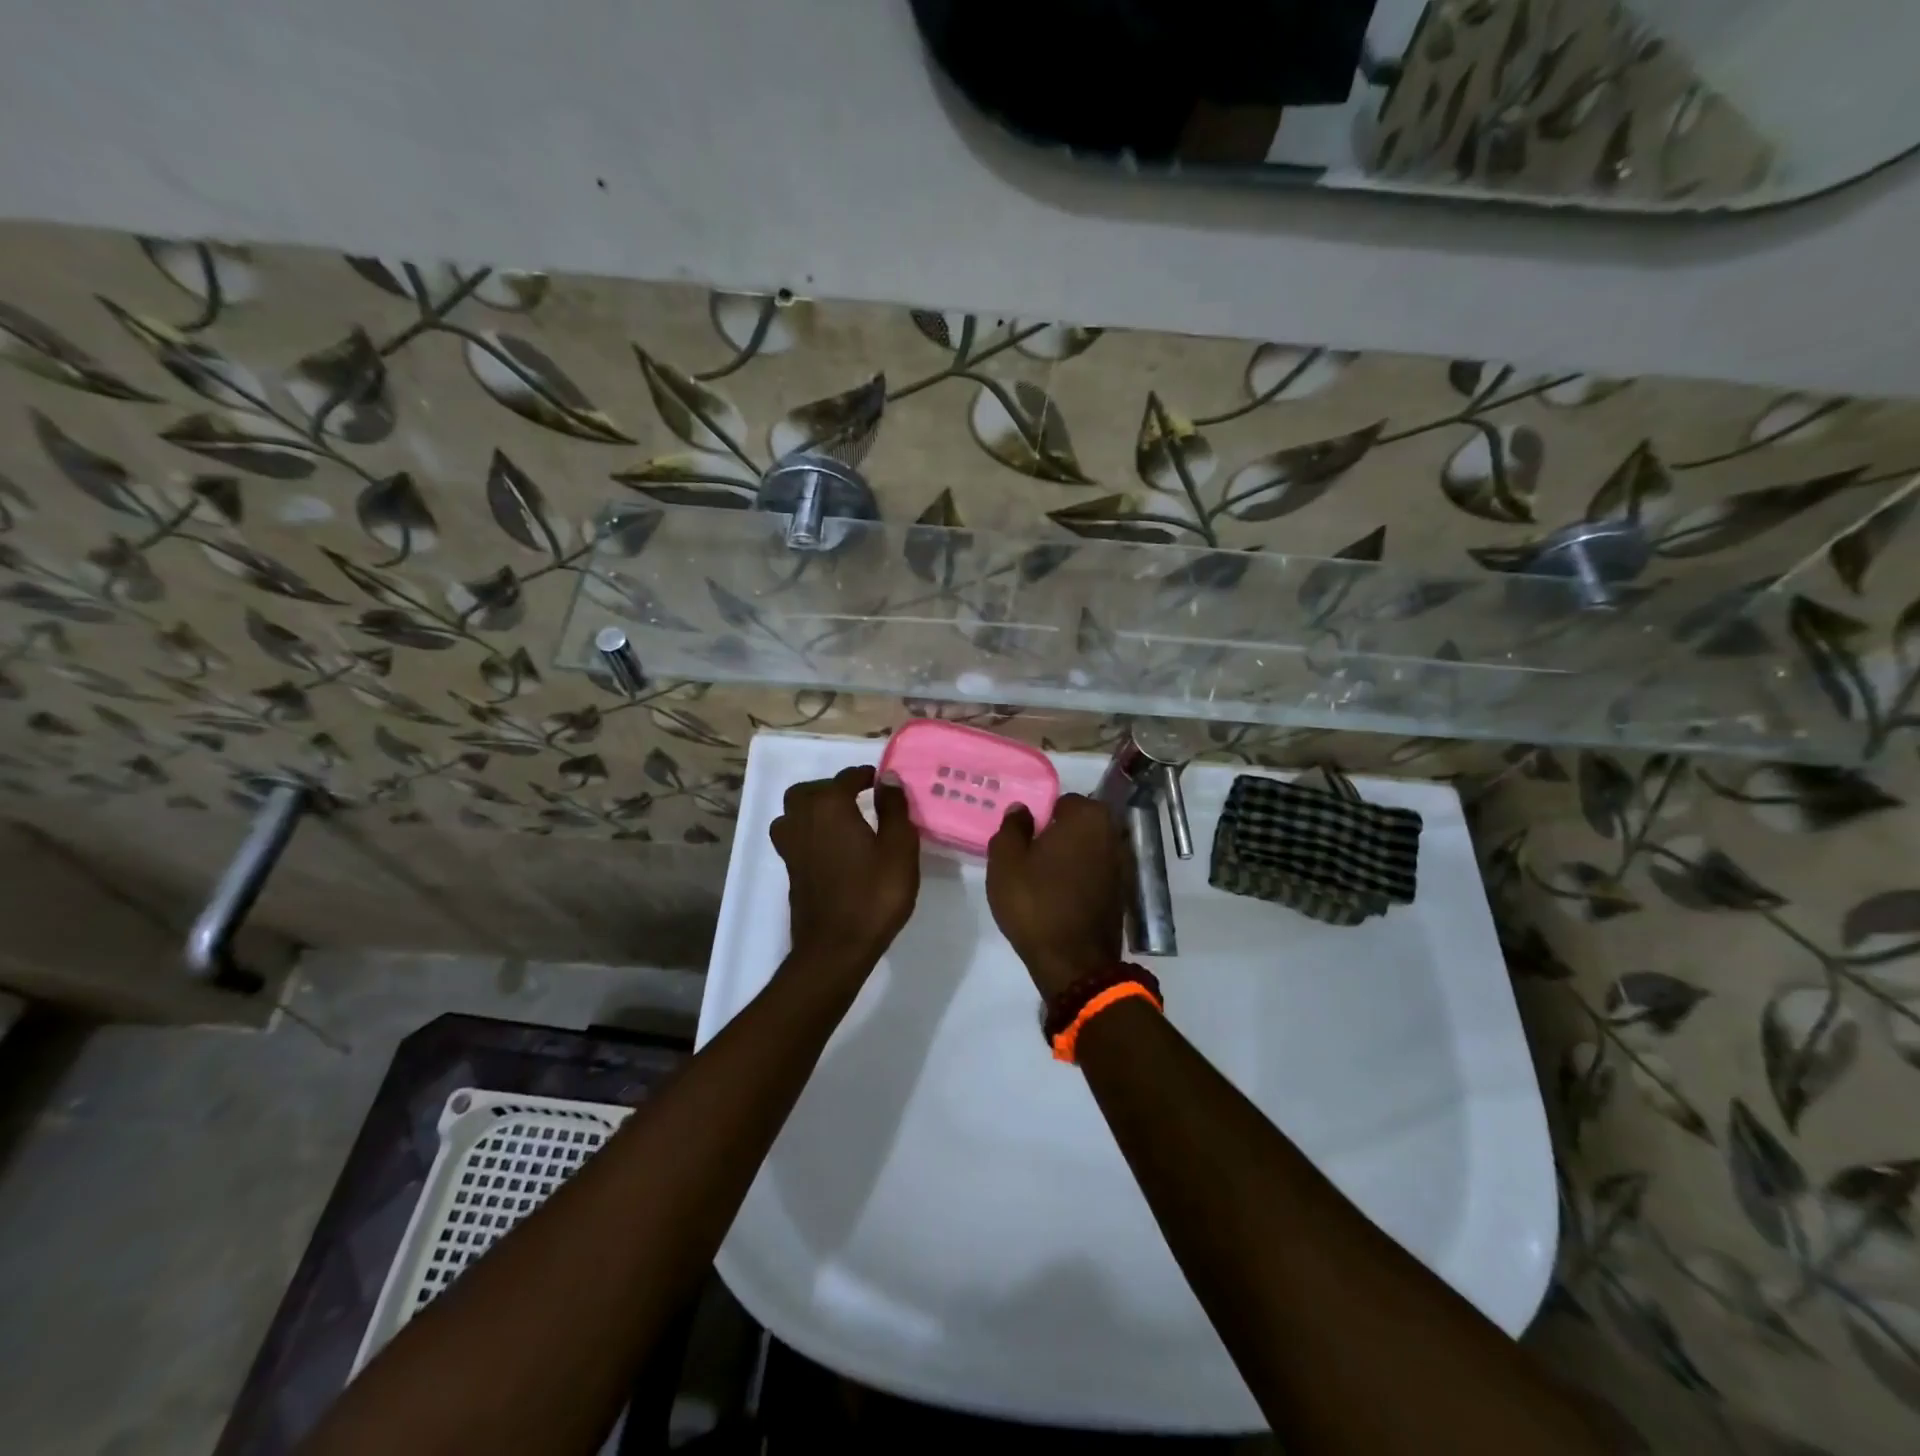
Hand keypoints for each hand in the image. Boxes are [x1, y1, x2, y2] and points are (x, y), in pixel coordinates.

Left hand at [770, 765, 919, 970]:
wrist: (836, 948)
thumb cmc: (874, 894)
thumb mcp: (899, 848)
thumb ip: (894, 808)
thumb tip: (889, 778)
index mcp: (830, 807)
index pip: (846, 778)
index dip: (866, 776)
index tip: (883, 783)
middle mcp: (803, 819)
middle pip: (809, 791)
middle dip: (832, 789)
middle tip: (858, 799)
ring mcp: (790, 846)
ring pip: (794, 813)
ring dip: (813, 809)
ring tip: (840, 821)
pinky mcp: (789, 869)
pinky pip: (794, 836)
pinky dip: (809, 832)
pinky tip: (831, 847)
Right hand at [986, 794, 1126, 998]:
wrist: (1073, 963)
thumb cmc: (1035, 903)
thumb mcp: (1006, 862)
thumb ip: (1012, 827)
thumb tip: (1022, 810)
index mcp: (1088, 816)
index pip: (1060, 802)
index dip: (1039, 819)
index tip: (1023, 840)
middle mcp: (1113, 833)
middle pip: (1077, 825)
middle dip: (1056, 836)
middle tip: (1029, 858)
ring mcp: (1123, 864)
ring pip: (1087, 849)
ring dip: (1069, 858)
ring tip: (1042, 879)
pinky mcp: (1123, 892)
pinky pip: (1095, 873)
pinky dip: (1080, 878)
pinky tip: (1060, 896)